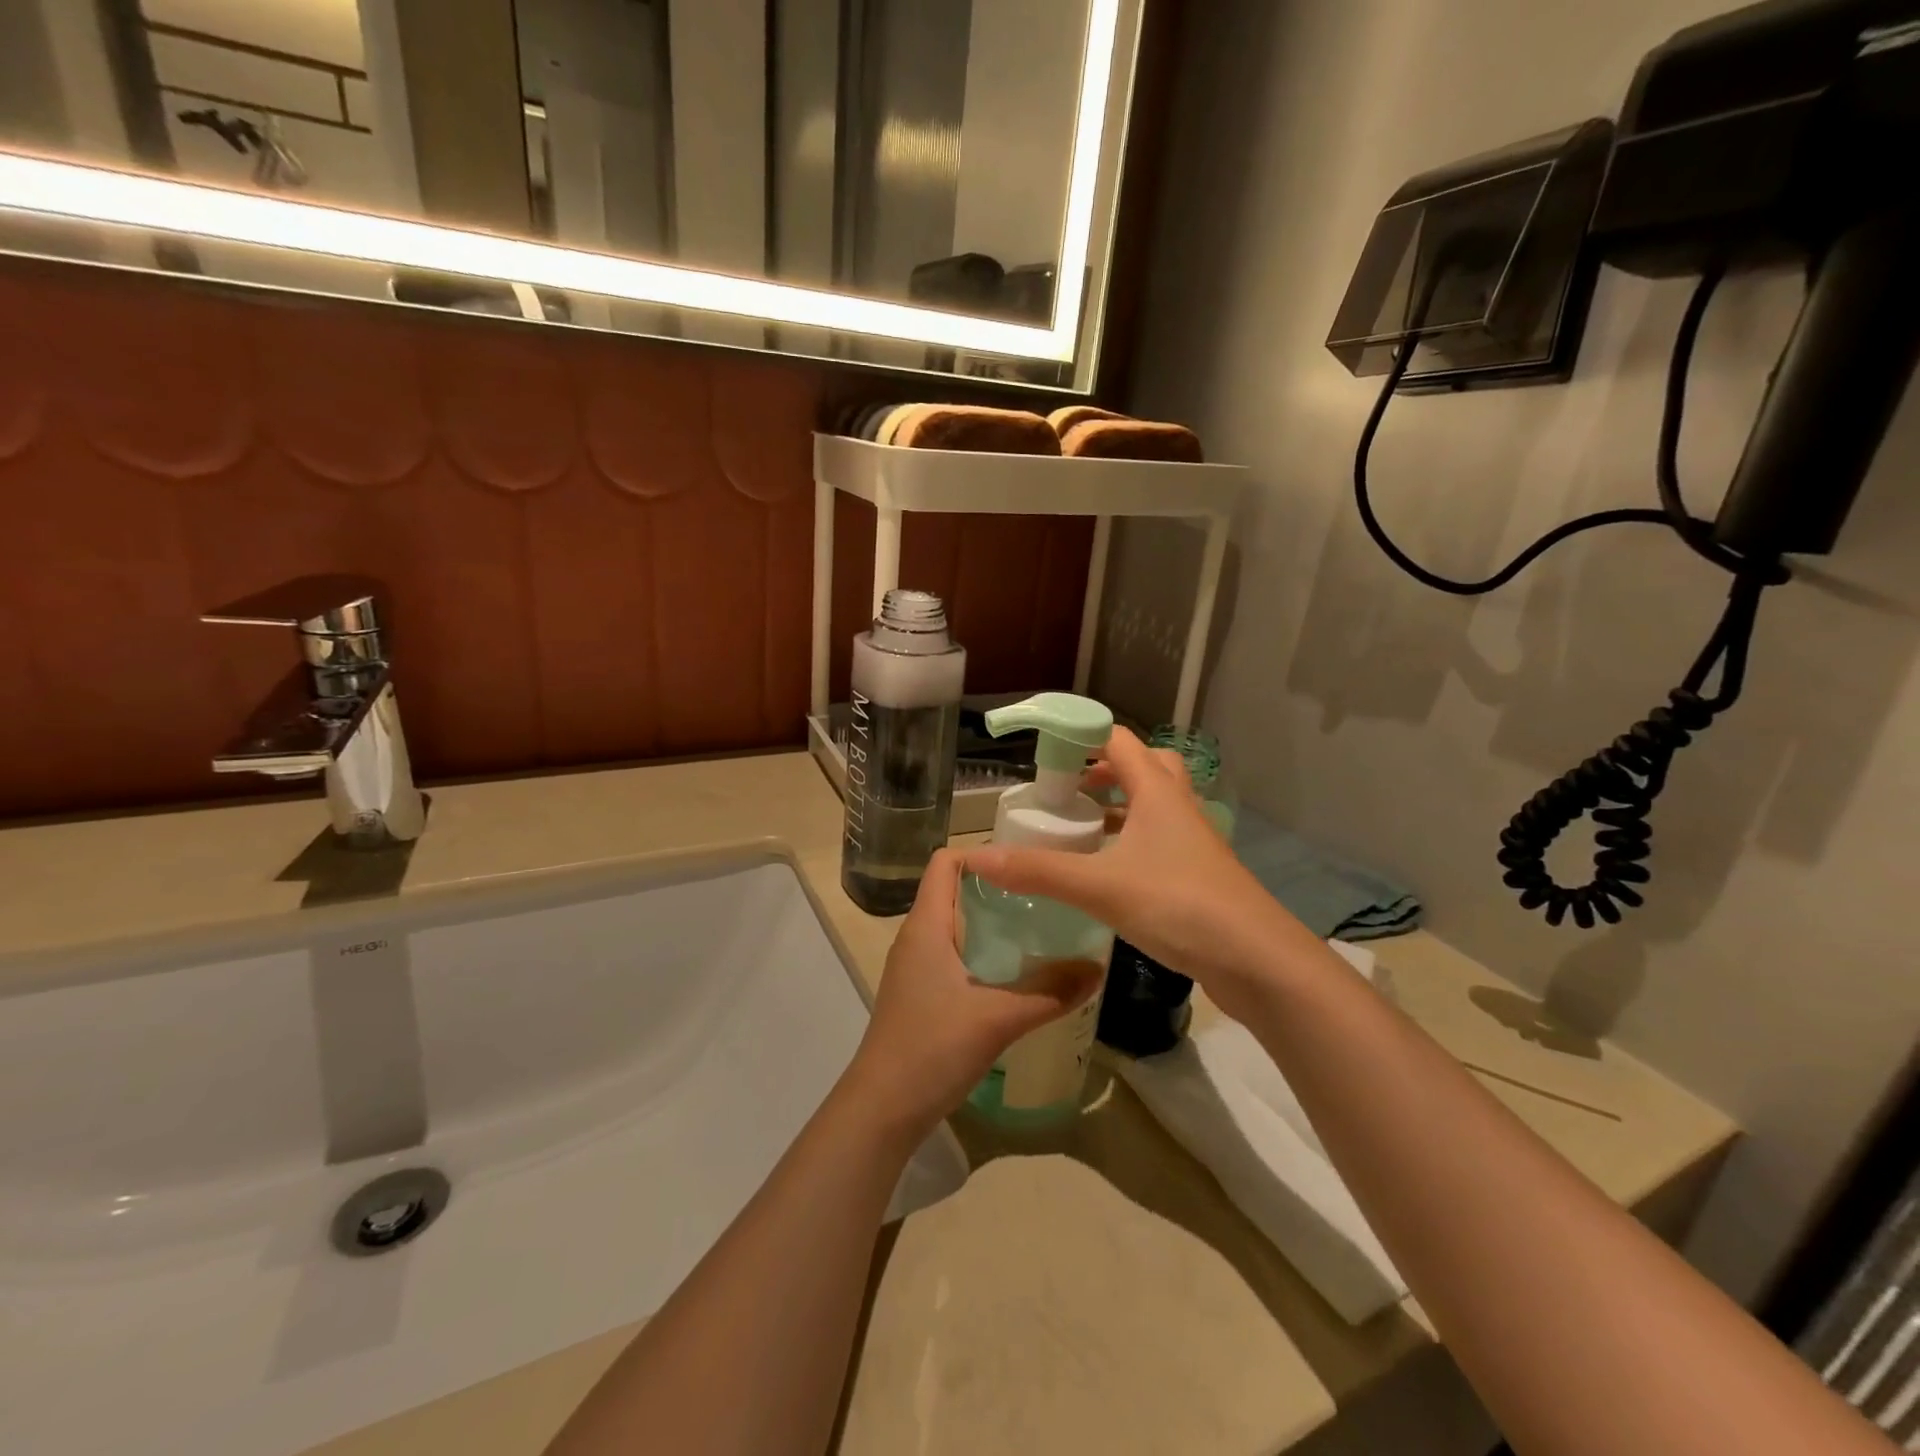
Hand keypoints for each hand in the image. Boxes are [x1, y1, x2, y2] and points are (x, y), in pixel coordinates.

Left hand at [843, 849, 1100, 1143]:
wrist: (882, 1109)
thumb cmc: (932, 1048)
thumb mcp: (998, 1018)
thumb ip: (1049, 992)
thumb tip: (1097, 969)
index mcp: (926, 925)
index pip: (946, 862)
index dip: (982, 854)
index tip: (1027, 865)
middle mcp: (917, 937)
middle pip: (955, 891)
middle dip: (999, 889)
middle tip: (1047, 896)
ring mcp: (916, 967)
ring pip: (957, 925)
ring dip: (994, 923)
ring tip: (1041, 930)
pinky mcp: (921, 994)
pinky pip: (955, 955)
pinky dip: (985, 953)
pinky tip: (1017, 974)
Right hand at [964, 726, 1299, 1023]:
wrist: (1258, 961)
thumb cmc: (1180, 905)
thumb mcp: (1100, 886)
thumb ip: (1039, 871)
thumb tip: (978, 858)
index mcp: (1158, 793)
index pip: (1119, 740)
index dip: (1082, 736)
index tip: (1044, 751)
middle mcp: (1178, 807)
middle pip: (1145, 766)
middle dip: (1105, 770)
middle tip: (1069, 789)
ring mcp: (1193, 842)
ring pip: (1154, 806)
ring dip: (1120, 807)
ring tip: (1081, 827)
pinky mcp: (1198, 875)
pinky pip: (1160, 841)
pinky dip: (1132, 843)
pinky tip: (1109, 872)